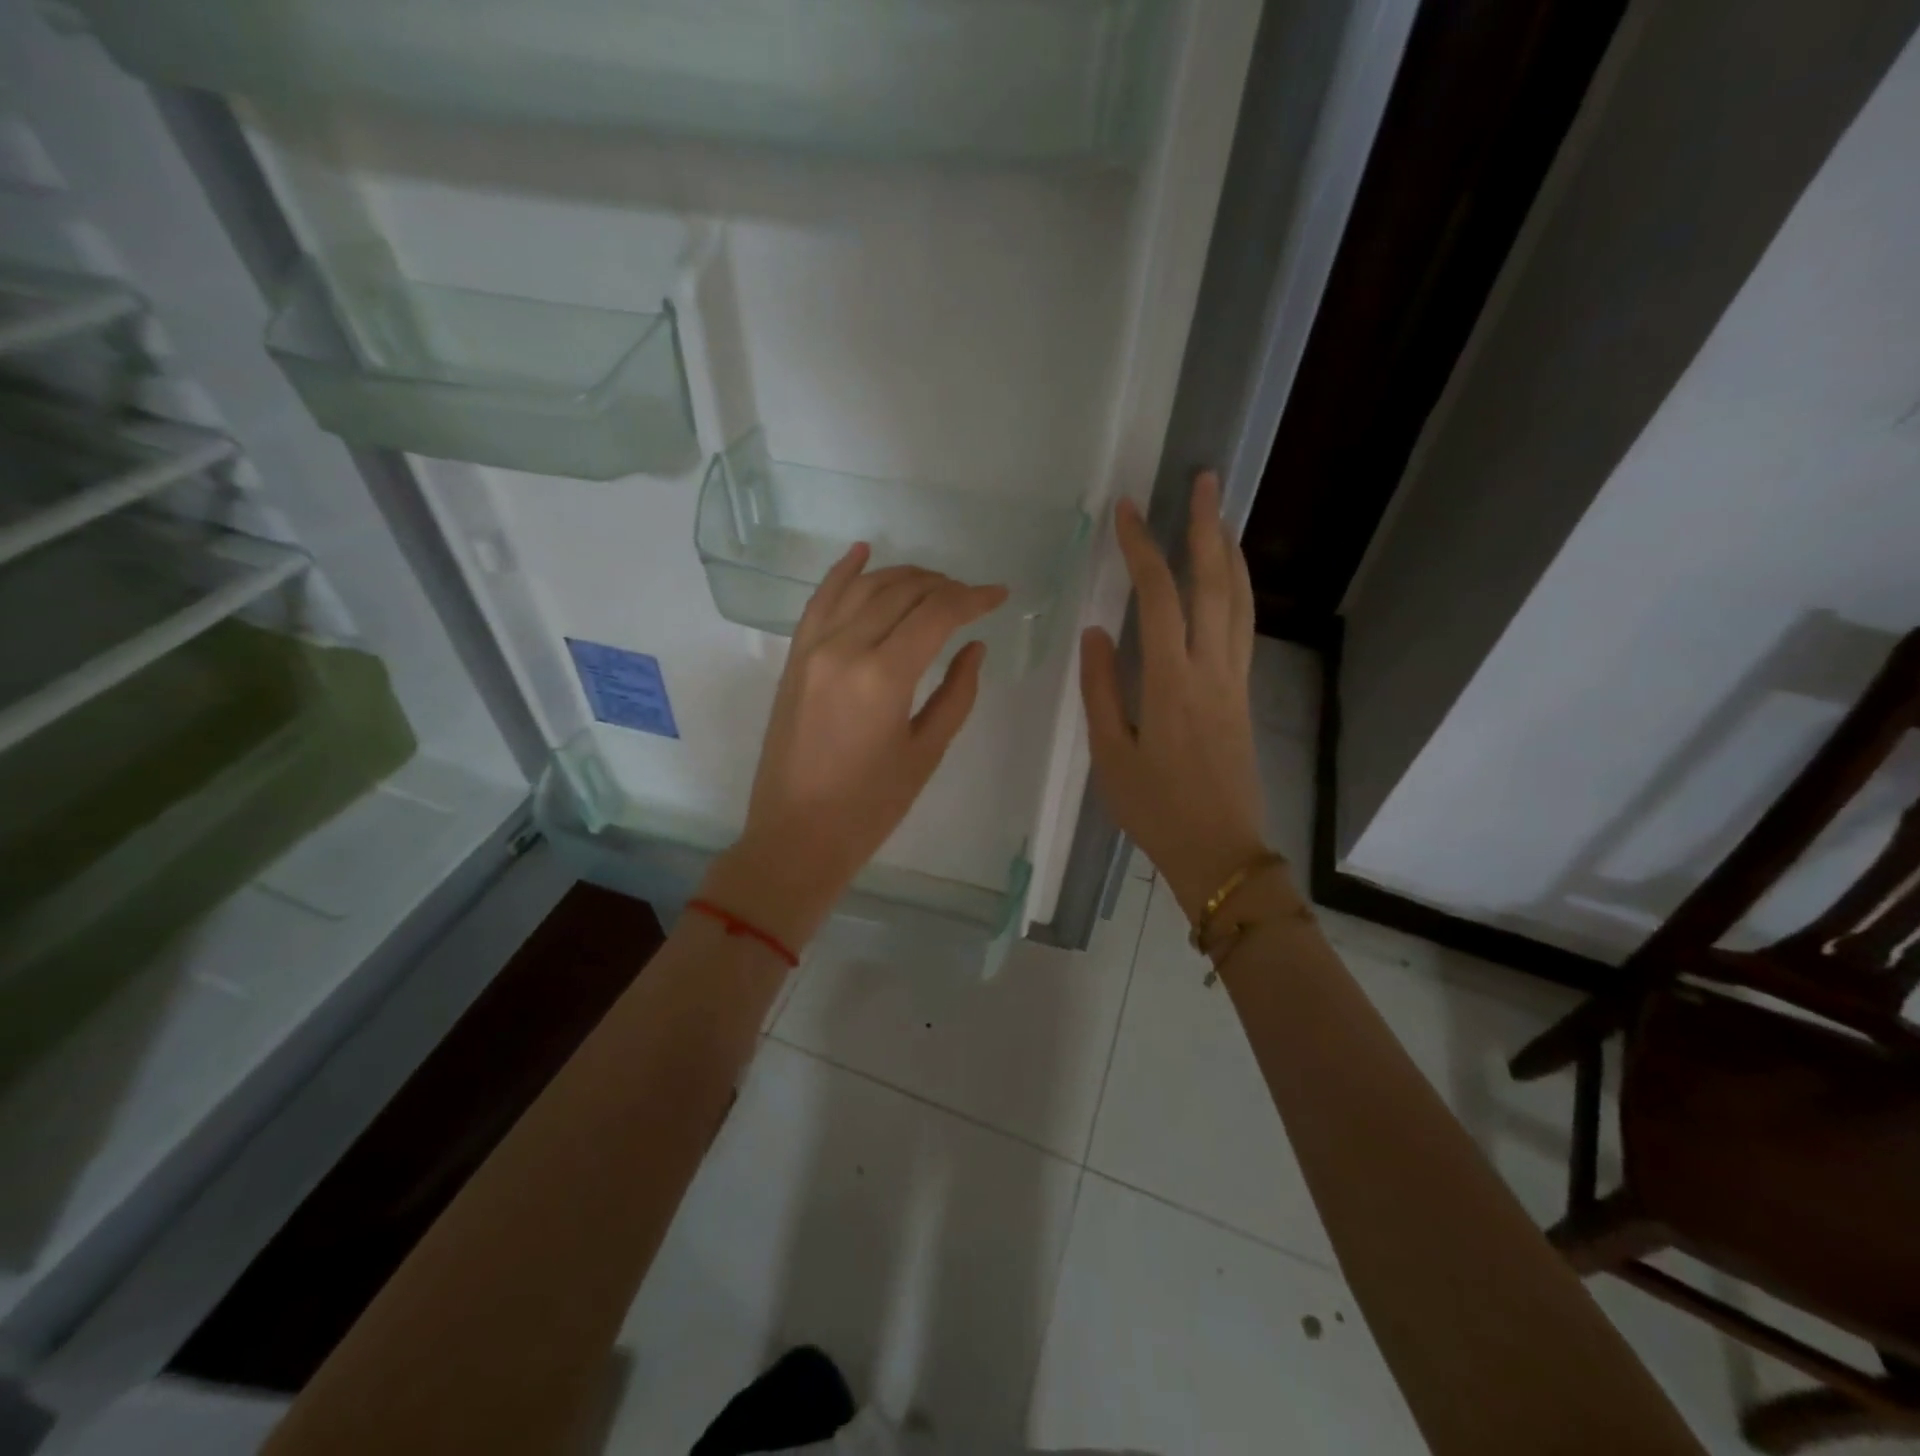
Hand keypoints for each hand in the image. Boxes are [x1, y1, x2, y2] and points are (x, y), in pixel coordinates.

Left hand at [701, 546, 1006, 951]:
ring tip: (934, 583)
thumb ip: (957, 693)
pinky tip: (864, 551)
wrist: (796, 836)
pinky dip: (843, 572)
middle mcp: (845, 648)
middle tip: (971, 597)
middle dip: (943, 586)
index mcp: (884, 677)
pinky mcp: (794, 658)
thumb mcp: (925, 753)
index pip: (937, 613)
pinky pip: (819, 600)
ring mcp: (812, 649)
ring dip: (903, 576)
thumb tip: (974, 647)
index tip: (1000, 595)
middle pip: (902, 592)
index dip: (974, 598)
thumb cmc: (870, 807)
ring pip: (863, 587)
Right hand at [1080, 471, 1273, 925]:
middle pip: (1216, 584)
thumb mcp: (1111, 754)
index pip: (1160, 597)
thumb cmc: (1155, 810)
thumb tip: (1096, 631)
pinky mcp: (1244, 696)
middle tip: (1204, 481)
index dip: (1144, 548)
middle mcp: (1212, 670)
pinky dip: (1238, 590)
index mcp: (1172, 682)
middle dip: (1207, 527)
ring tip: (1220, 515)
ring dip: (1230, 553)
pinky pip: (1244, 628)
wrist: (1220, 852)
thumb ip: (1102, 689)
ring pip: (1241, 602)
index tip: (1127, 511)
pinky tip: (1228, 580)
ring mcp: (1235, 682)